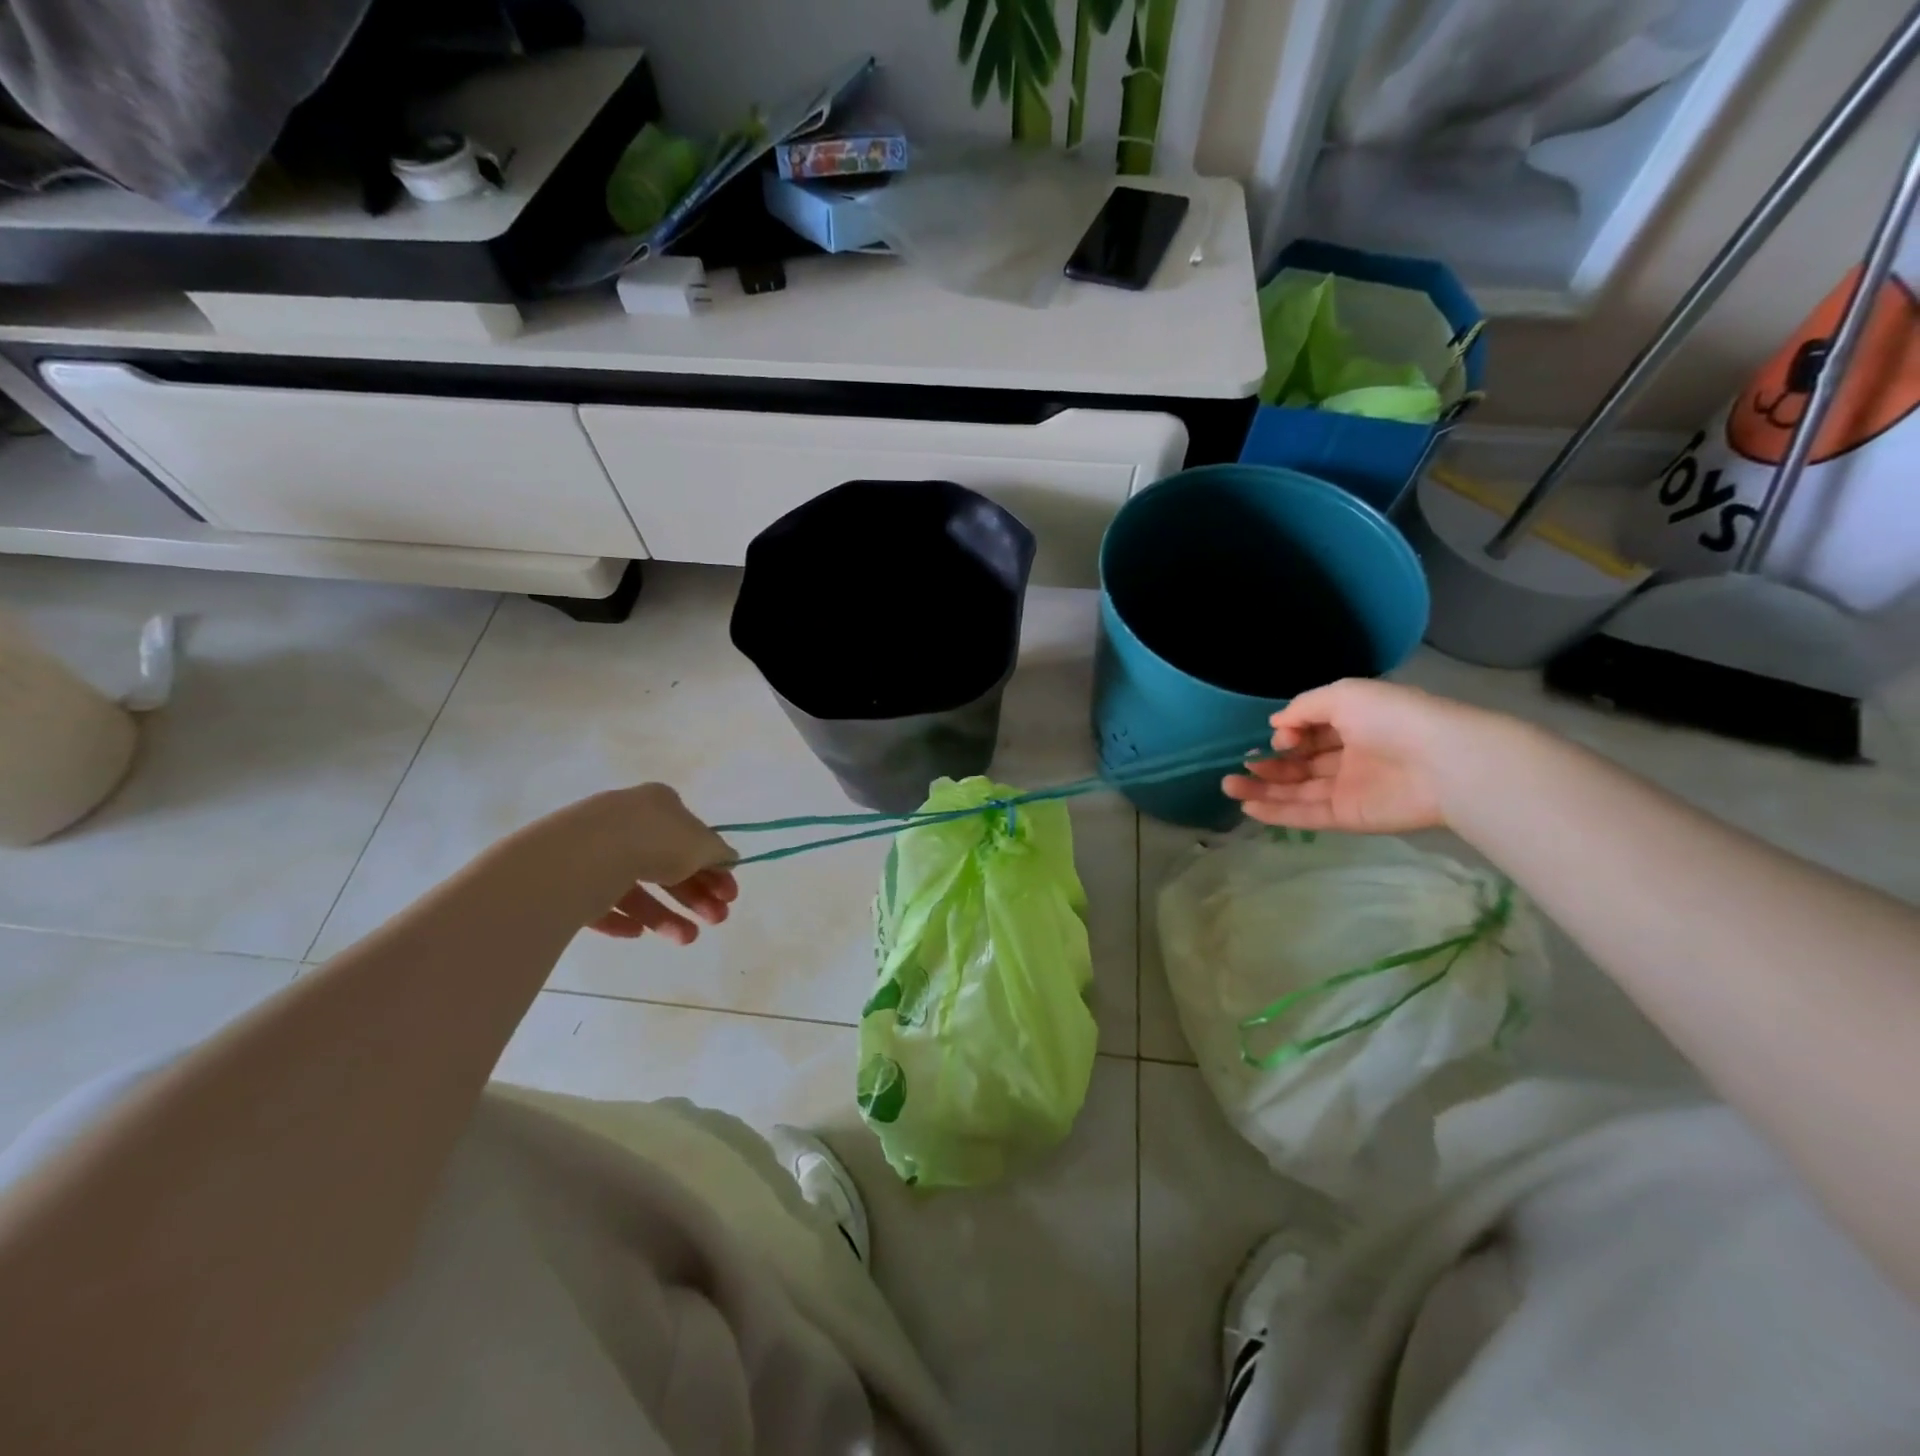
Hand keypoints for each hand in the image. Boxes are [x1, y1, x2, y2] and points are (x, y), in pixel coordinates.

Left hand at [538, 784, 739, 944]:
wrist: (585, 856)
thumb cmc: (654, 841)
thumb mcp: (702, 845)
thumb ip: (719, 853)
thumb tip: (729, 859)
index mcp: (659, 804)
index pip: (692, 837)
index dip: (715, 867)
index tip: (729, 895)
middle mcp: (627, 822)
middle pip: (668, 865)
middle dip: (696, 896)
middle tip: (718, 920)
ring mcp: (595, 851)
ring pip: (637, 888)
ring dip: (666, 915)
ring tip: (687, 939)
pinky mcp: (570, 880)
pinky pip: (602, 903)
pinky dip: (623, 919)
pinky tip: (638, 934)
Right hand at [1221, 679, 1498, 834]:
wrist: (1444, 763)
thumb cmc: (1394, 719)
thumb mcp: (1344, 696)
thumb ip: (1304, 708)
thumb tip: (1276, 726)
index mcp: (1353, 725)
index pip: (1310, 733)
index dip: (1288, 736)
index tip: (1276, 738)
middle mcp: (1349, 758)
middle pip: (1299, 765)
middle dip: (1267, 765)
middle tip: (1239, 767)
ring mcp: (1348, 790)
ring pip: (1297, 791)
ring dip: (1263, 789)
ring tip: (1229, 786)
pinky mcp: (1349, 817)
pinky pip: (1307, 815)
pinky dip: (1277, 812)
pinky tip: (1249, 806)